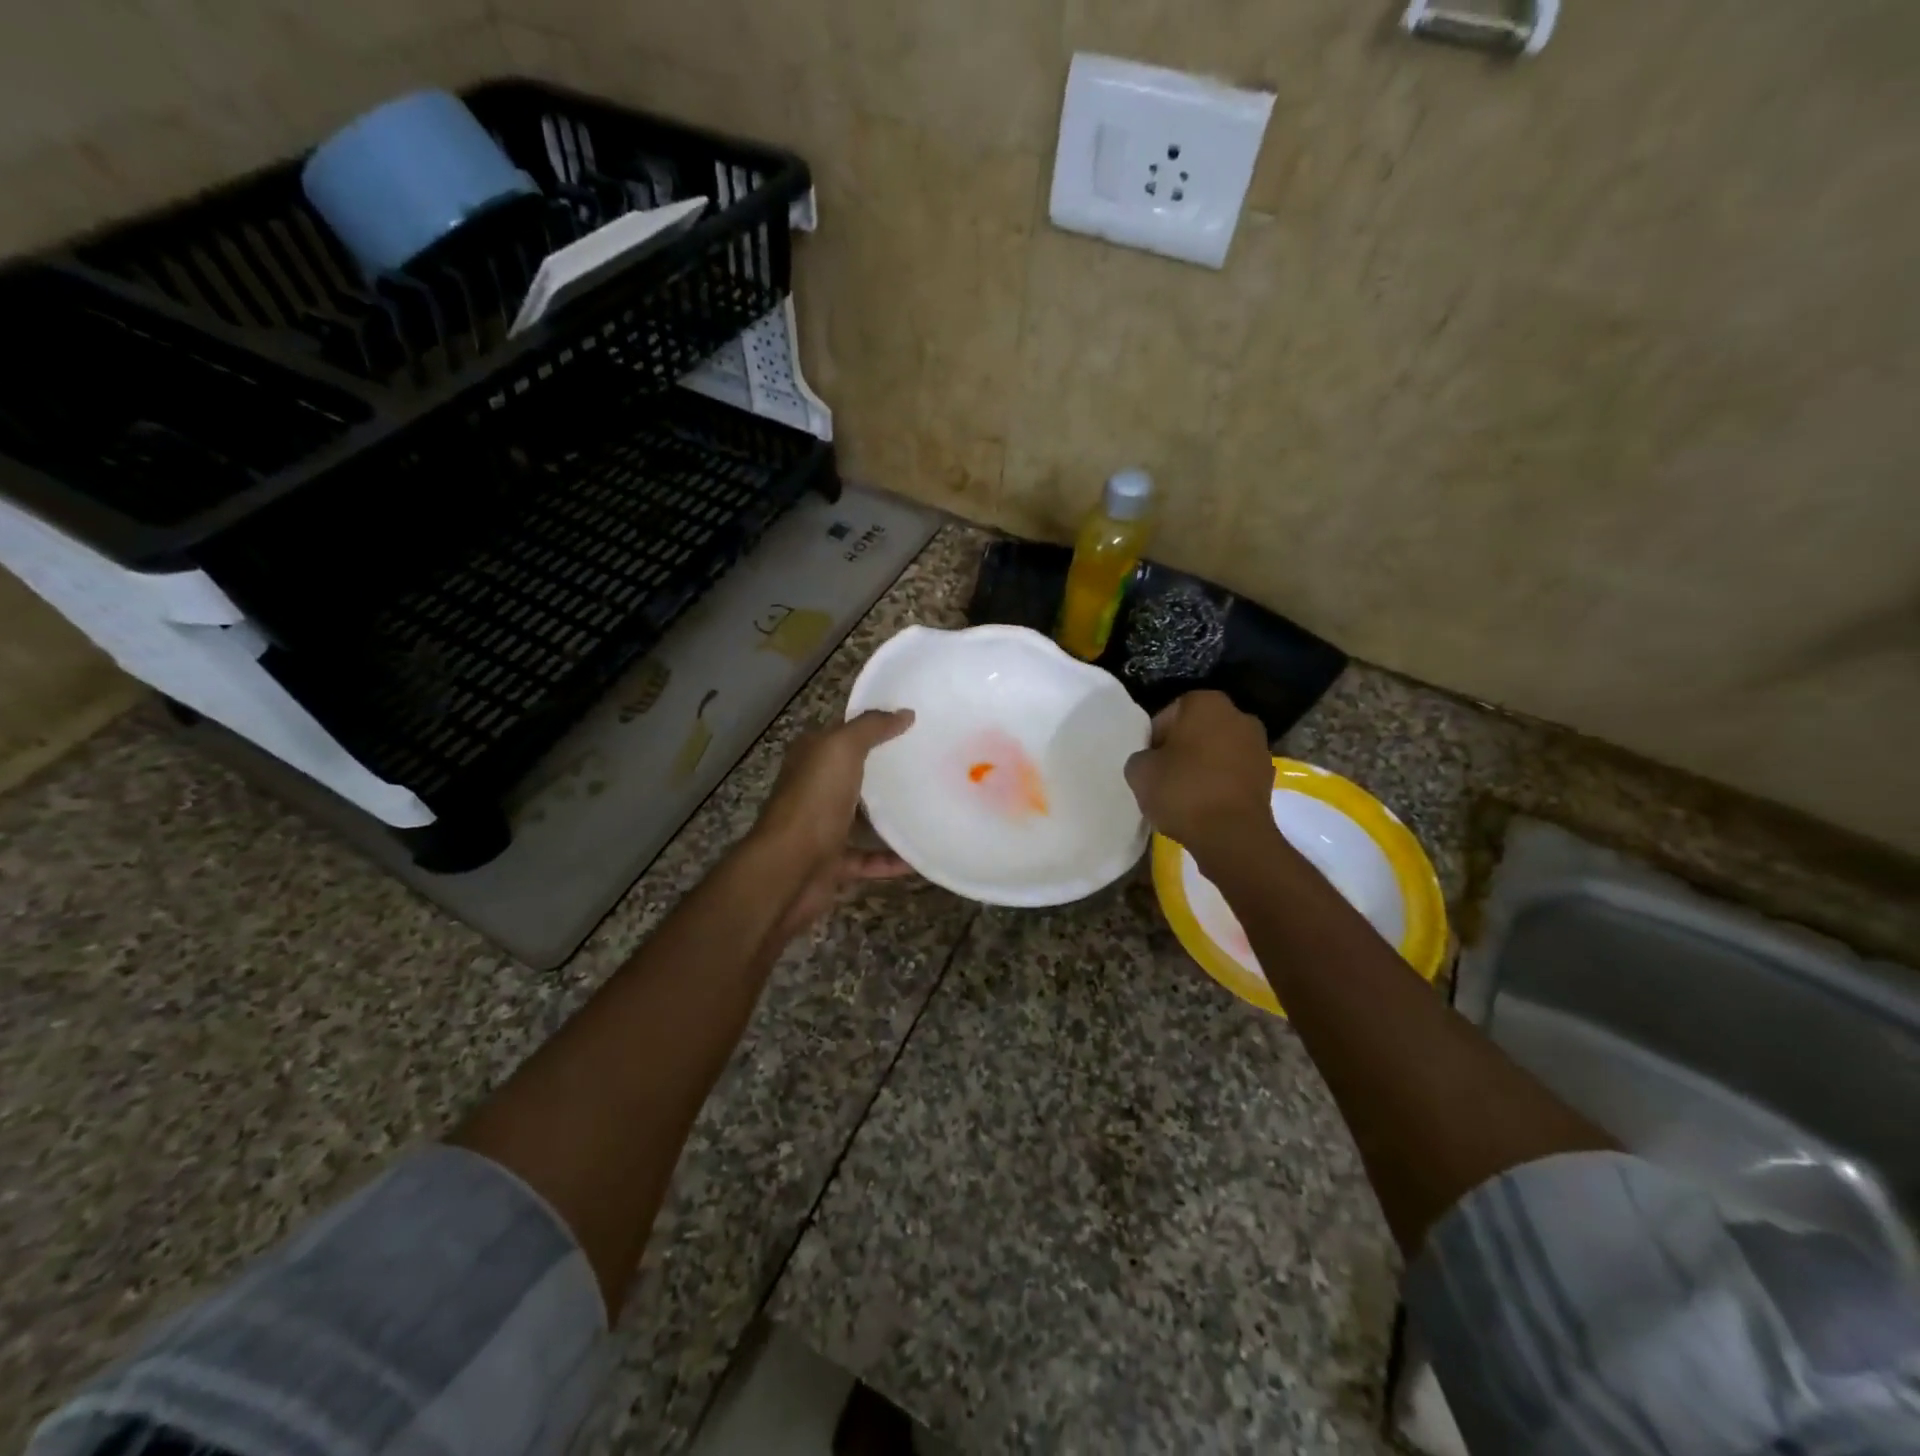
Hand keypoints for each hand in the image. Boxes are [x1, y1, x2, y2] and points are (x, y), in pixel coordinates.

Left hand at [756, 708, 914, 862]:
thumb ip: (871, 728)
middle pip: (854, 775)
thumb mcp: (841, 749)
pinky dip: (892, 859)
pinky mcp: (833, 862)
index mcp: (811, 758)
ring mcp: (822, 828)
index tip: (913, 724)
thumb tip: (905, 713)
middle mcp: (814, 790)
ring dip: (890, 816)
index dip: (874, 726)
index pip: (843, 734)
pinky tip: (919, 855)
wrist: (788, 870)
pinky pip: (868, 859)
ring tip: (930, 806)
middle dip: (886, 771)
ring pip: (861, 818)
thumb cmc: (814, 801)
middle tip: (929, 763)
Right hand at [1123, 691, 1276, 867]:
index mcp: (1206, 703)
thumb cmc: (1182, 791)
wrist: (1231, 835)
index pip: (1168, 715)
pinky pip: (1234, 774)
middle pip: (1197, 731)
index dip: (1154, 740)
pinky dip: (1221, 784)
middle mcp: (1238, 715)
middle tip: (1164, 777)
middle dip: (1182, 749)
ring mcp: (1259, 745)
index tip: (1149, 764)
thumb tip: (1151, 761)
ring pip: (1218, 752)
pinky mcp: (1268, 776)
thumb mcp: (1139, 771)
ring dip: (1203, 766)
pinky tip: (1206, 805)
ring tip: (1185, 795)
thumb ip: (1141, 757)